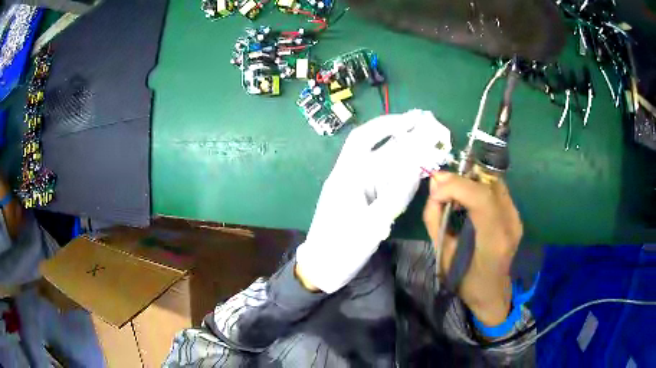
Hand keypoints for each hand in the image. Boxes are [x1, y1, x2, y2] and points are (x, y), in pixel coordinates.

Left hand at [296, 110, 452, 293]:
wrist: (323, 267)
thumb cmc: (341, 248)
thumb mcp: (370, 226)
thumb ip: (394, 197)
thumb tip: (414, 170)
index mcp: (345, 177)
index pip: (363, 139)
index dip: (385, 125)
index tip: (409, 121)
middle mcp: (350, 176)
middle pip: (376, 148)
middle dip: (400, 135)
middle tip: (426, 128)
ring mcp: (356, 187)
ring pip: (381, 163)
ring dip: (402, 154)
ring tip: (427, 146)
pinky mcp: (361, 198)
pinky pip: (382, 180)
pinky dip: (399, 173)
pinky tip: (413, 171)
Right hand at [423, 172, 521, 325]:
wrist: (491, 292)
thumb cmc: (464, 281)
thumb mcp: (442, 254)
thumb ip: (435, 218)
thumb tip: (434, 186)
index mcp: (493, 241)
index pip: (481, 197)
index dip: (456, 186)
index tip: (435, 193)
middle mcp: (510, 224)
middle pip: (488, 184)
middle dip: (460, 181)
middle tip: (440, 189)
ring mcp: (516, 218)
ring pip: (493, 182)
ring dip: (470, 182)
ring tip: (453, 195)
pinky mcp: (516, 216)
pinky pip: (497, 190)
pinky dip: (479, 187)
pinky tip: (468, 201)